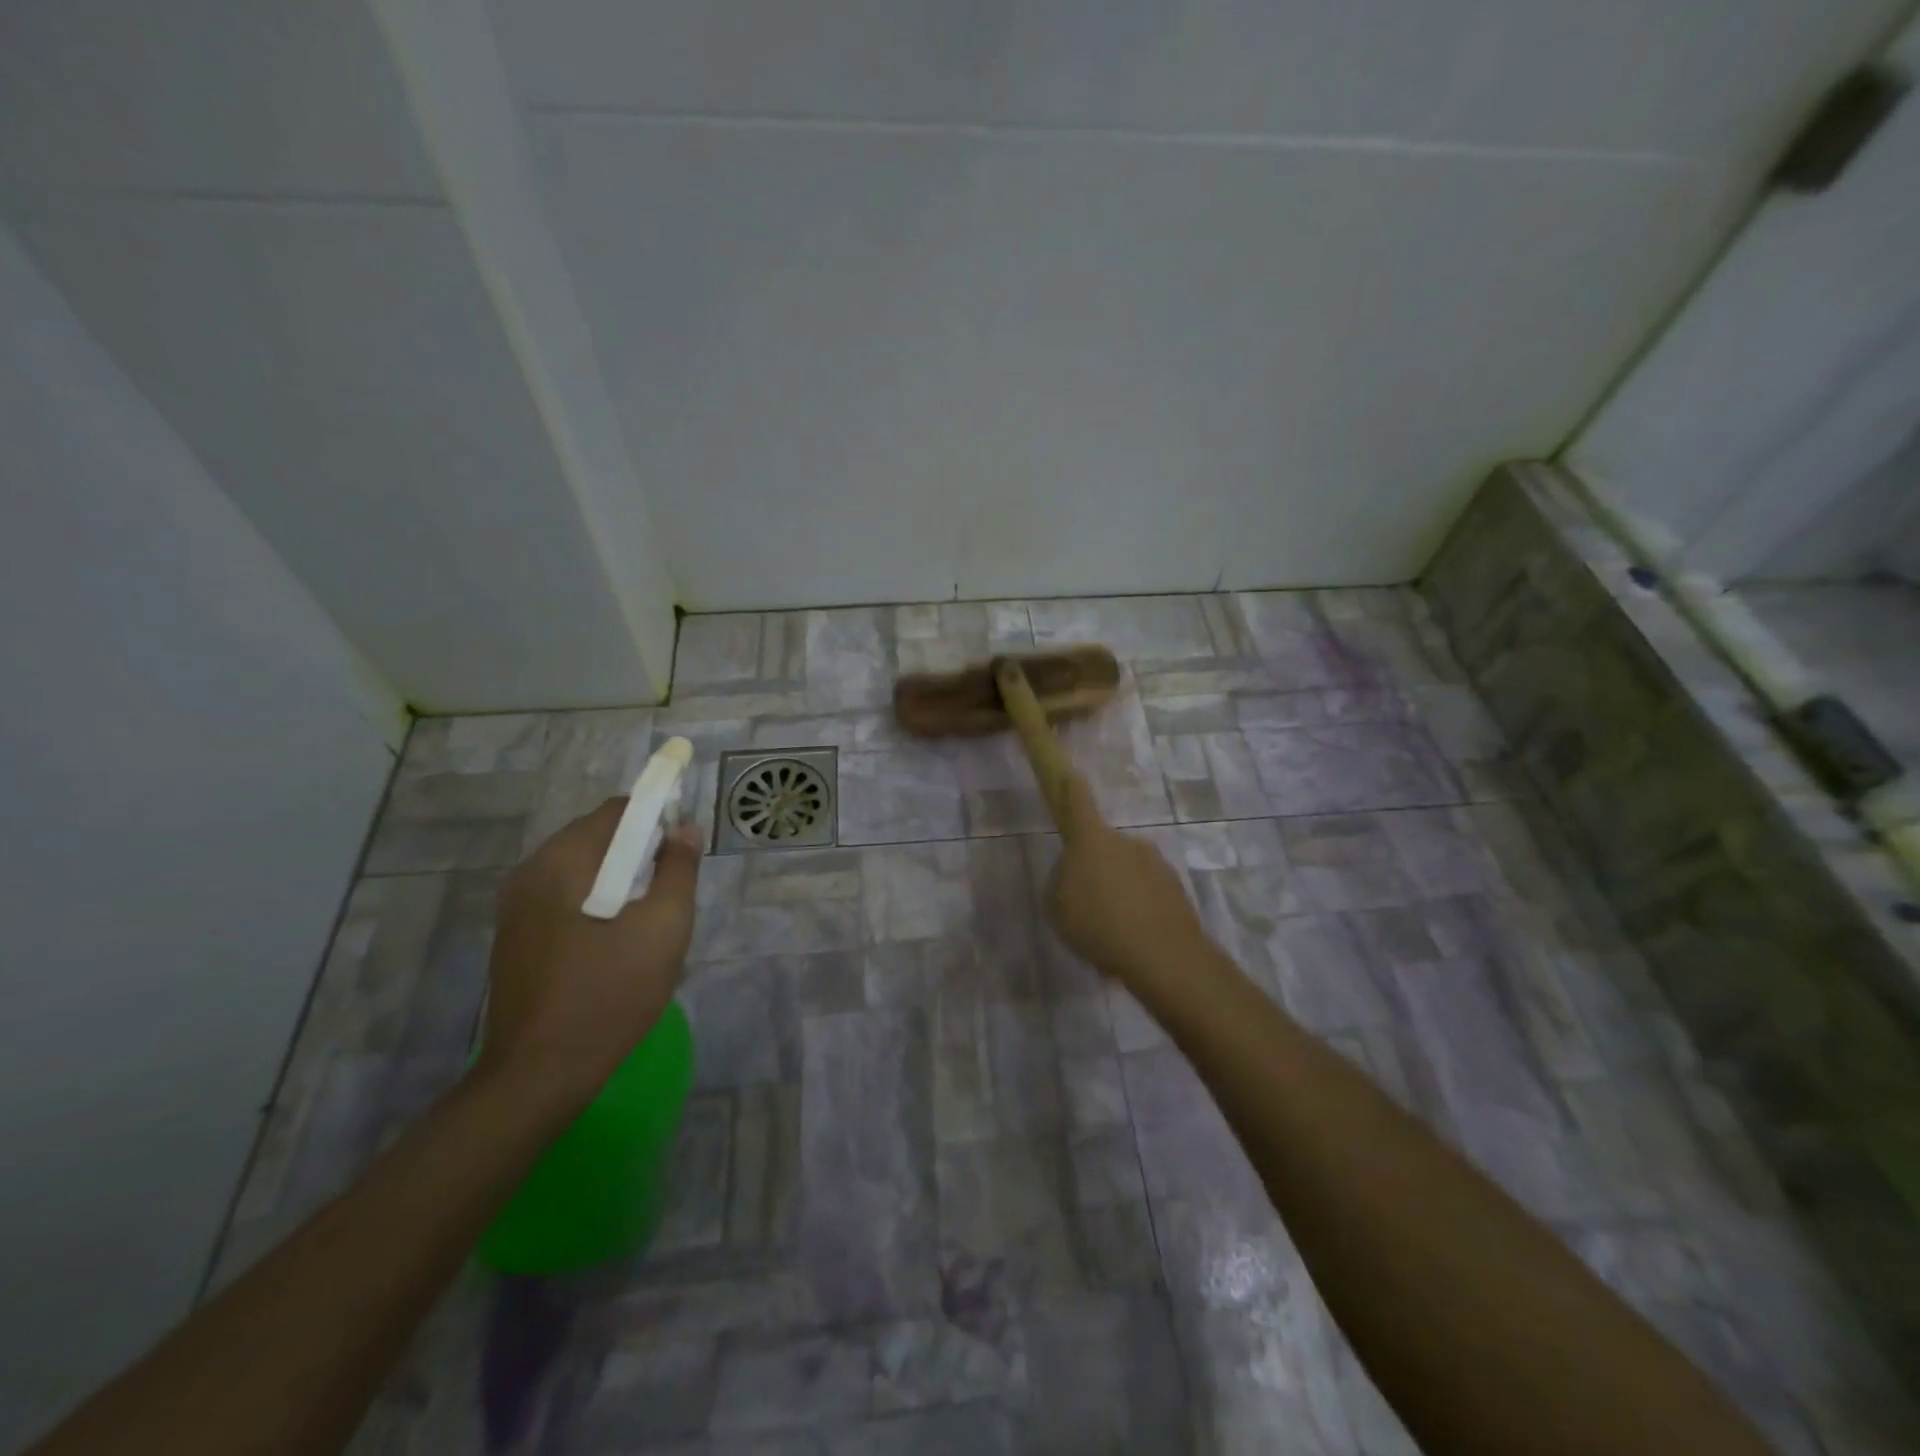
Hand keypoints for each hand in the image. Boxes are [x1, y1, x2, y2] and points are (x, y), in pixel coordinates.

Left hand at [476, 800, 703, 1107]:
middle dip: (639, 852)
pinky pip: (565, 897)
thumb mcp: (663, 928)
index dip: (658, 819)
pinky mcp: (516, 937)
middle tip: (668, 893)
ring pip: (581, 869)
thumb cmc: (609, 994)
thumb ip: (679, 870)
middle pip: (597, 837)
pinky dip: (596, 901)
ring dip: (618, 879)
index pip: (618, 811)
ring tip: (645, 922)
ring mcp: (516, 907)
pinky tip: (613, 943)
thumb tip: (685, 829)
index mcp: (562, 862)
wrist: (539, 1075)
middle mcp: (530, 873)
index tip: (682, 853)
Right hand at [1047, 773, 1207, 989]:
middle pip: (1104, 846)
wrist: (1162, 955)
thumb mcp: (1058, 907)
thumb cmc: (1098, 925)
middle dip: (1096, 866)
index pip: (1079, 803)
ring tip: (1112, 929)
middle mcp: (1126, 842)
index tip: (1072, 775)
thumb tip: (1075, 873)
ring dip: (1119, 889)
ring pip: (1128, 870)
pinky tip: (1134, 938)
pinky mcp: (1175, 887)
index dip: (1072, 788)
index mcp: (1092, 841)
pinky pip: (1148, 891)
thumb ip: (1063, 881)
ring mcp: (1155, 863)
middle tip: (1087, 902)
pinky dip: (1139, 908)